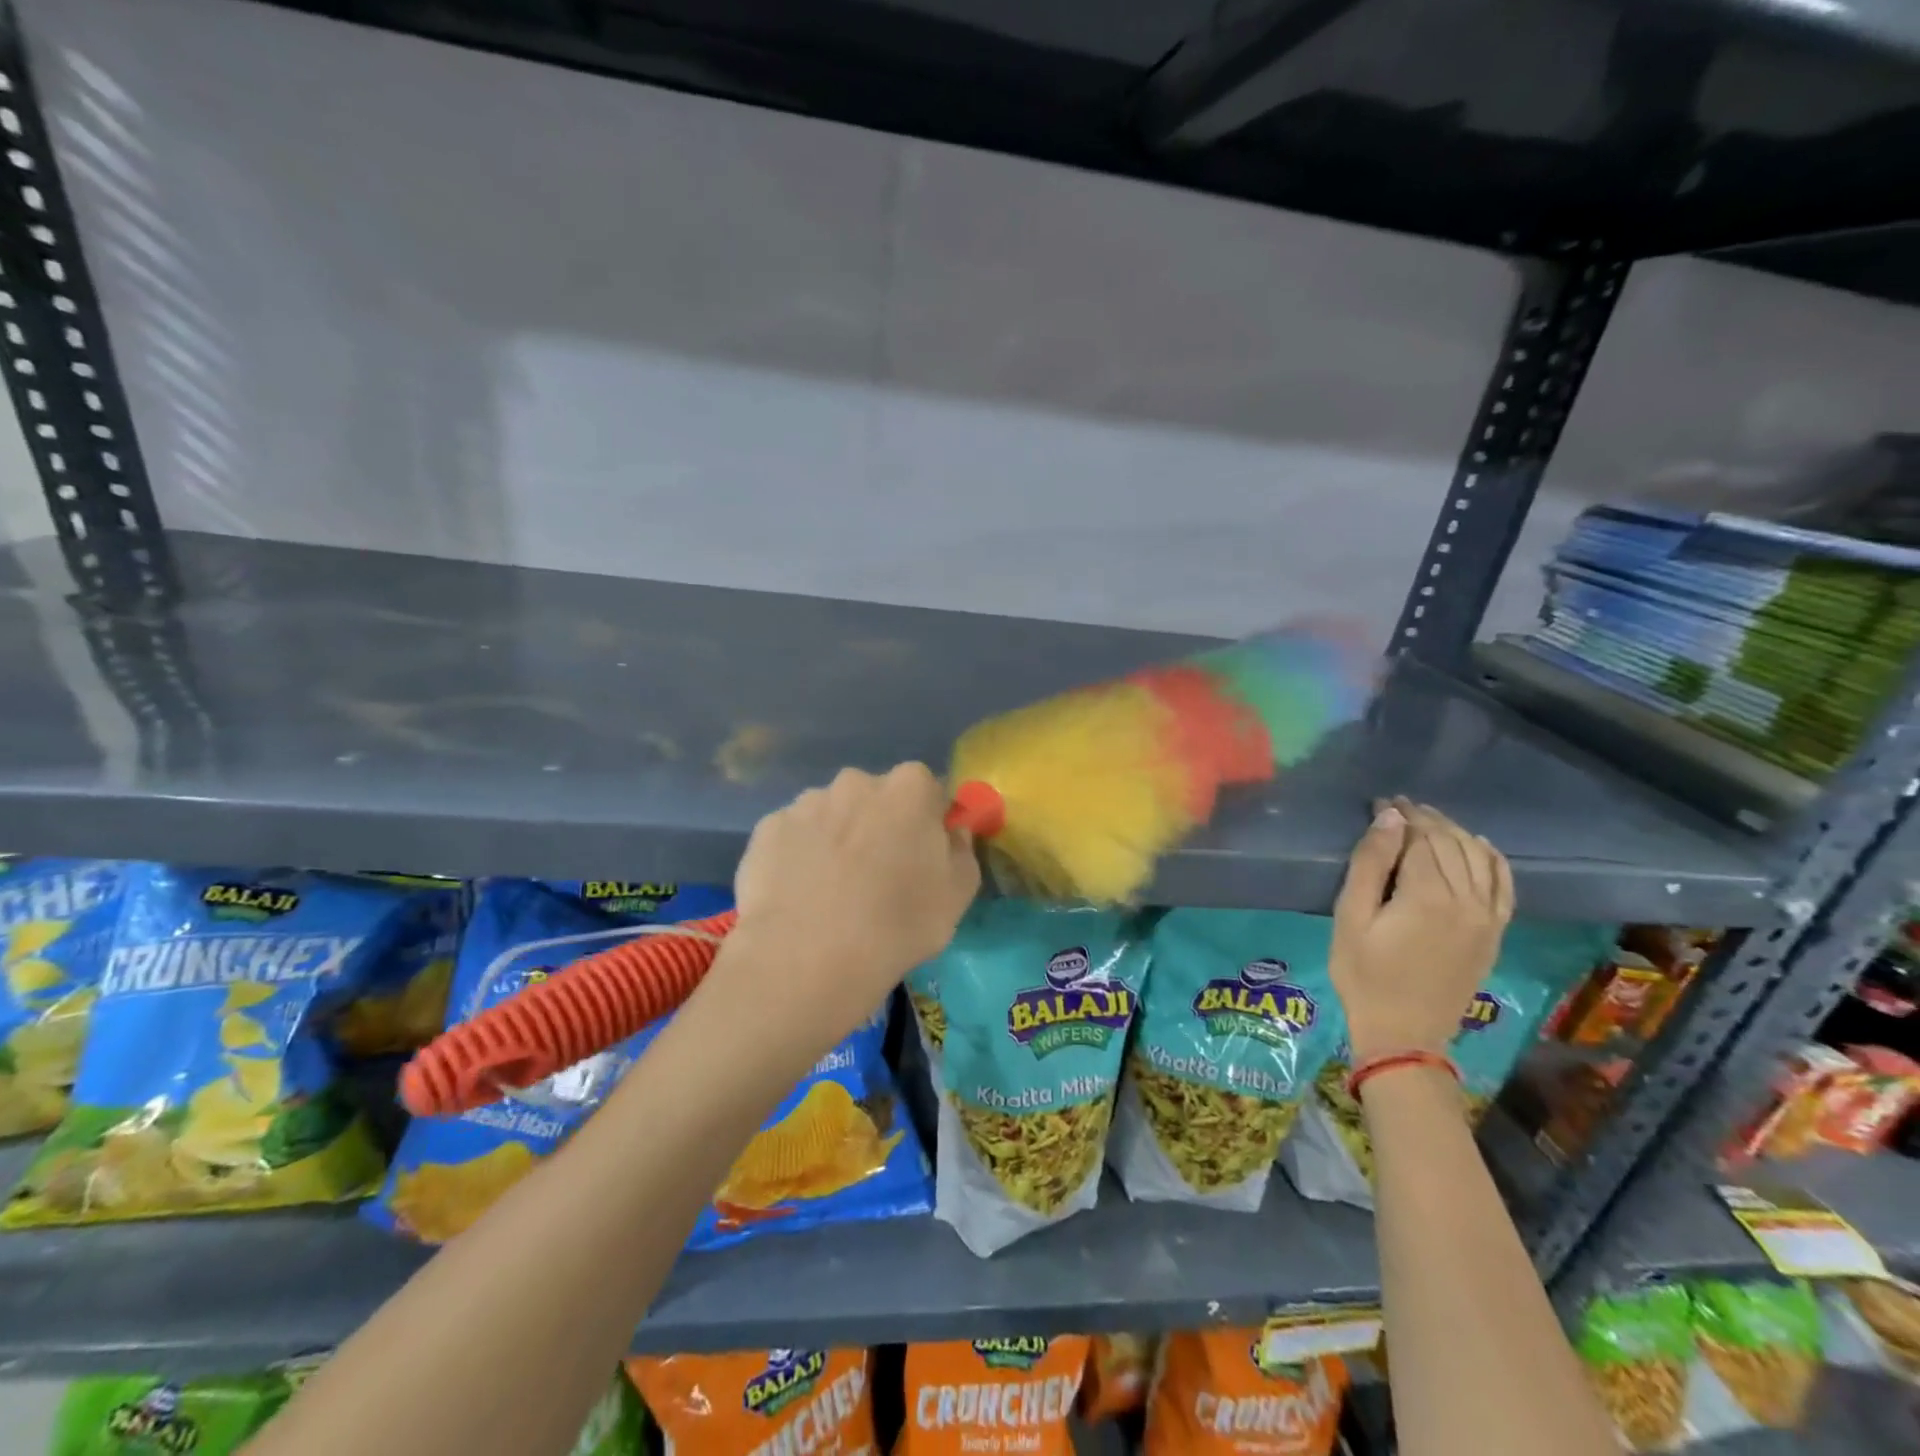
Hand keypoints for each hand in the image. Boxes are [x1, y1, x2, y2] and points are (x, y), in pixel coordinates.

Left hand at [709, 763, 980, 1057]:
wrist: (808, 958)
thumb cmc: (898, 924)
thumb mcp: (957, 896)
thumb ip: (962, 852)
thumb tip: (952, 833)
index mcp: (909, 789)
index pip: (926, 789)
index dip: (925, 821)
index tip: (921, 856)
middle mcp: (856, 782)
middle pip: (874, 798)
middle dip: (878, 825)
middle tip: (876, 876)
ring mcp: (806, 803)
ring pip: (830, 815)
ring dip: (836, 839)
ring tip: (831, 893)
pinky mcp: (767, 829)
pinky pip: (793, 837)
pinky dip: (797, 857)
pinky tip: (798, 897)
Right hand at [1330, 798, 1512, 1062]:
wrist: (1404, 1032)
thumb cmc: (1363, 973)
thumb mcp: (1351, 917)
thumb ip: (1370, 864)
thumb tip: (1390, 818)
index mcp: (1427, 895)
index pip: (1419, 837)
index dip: (1400, 815)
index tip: (1379, 802)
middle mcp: (1466, 899)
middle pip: (1450, 842)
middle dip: (1424, 819)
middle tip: (1398, 806)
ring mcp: (1486, 916)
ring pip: (1478, 856)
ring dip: (1454, 832)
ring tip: (1429, 820)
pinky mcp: (1494, 932)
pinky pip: (1503, 884)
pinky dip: (1492, 858)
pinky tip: (1478, 844)